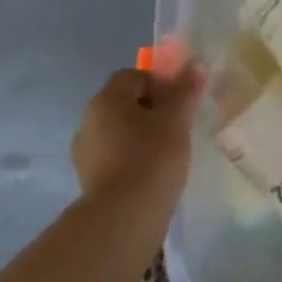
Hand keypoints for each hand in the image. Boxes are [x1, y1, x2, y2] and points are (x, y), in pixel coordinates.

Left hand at [70, 65, 205, 205]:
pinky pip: (114, 157)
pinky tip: (151, 175)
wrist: (124, 218)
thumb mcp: (176, 120)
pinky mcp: (88, 180)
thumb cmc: (152, 158)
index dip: (159, 83)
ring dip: (140, 136)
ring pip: (118, 131)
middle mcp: (89, 120)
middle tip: (176, 127)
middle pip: (123, 103)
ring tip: (166, 154)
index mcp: (106, 100)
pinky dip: (131, 159)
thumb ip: (185, 90)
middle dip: (150, 110)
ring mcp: (85, 152)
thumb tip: (196, 63)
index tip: (178, 103)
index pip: (132, 76)